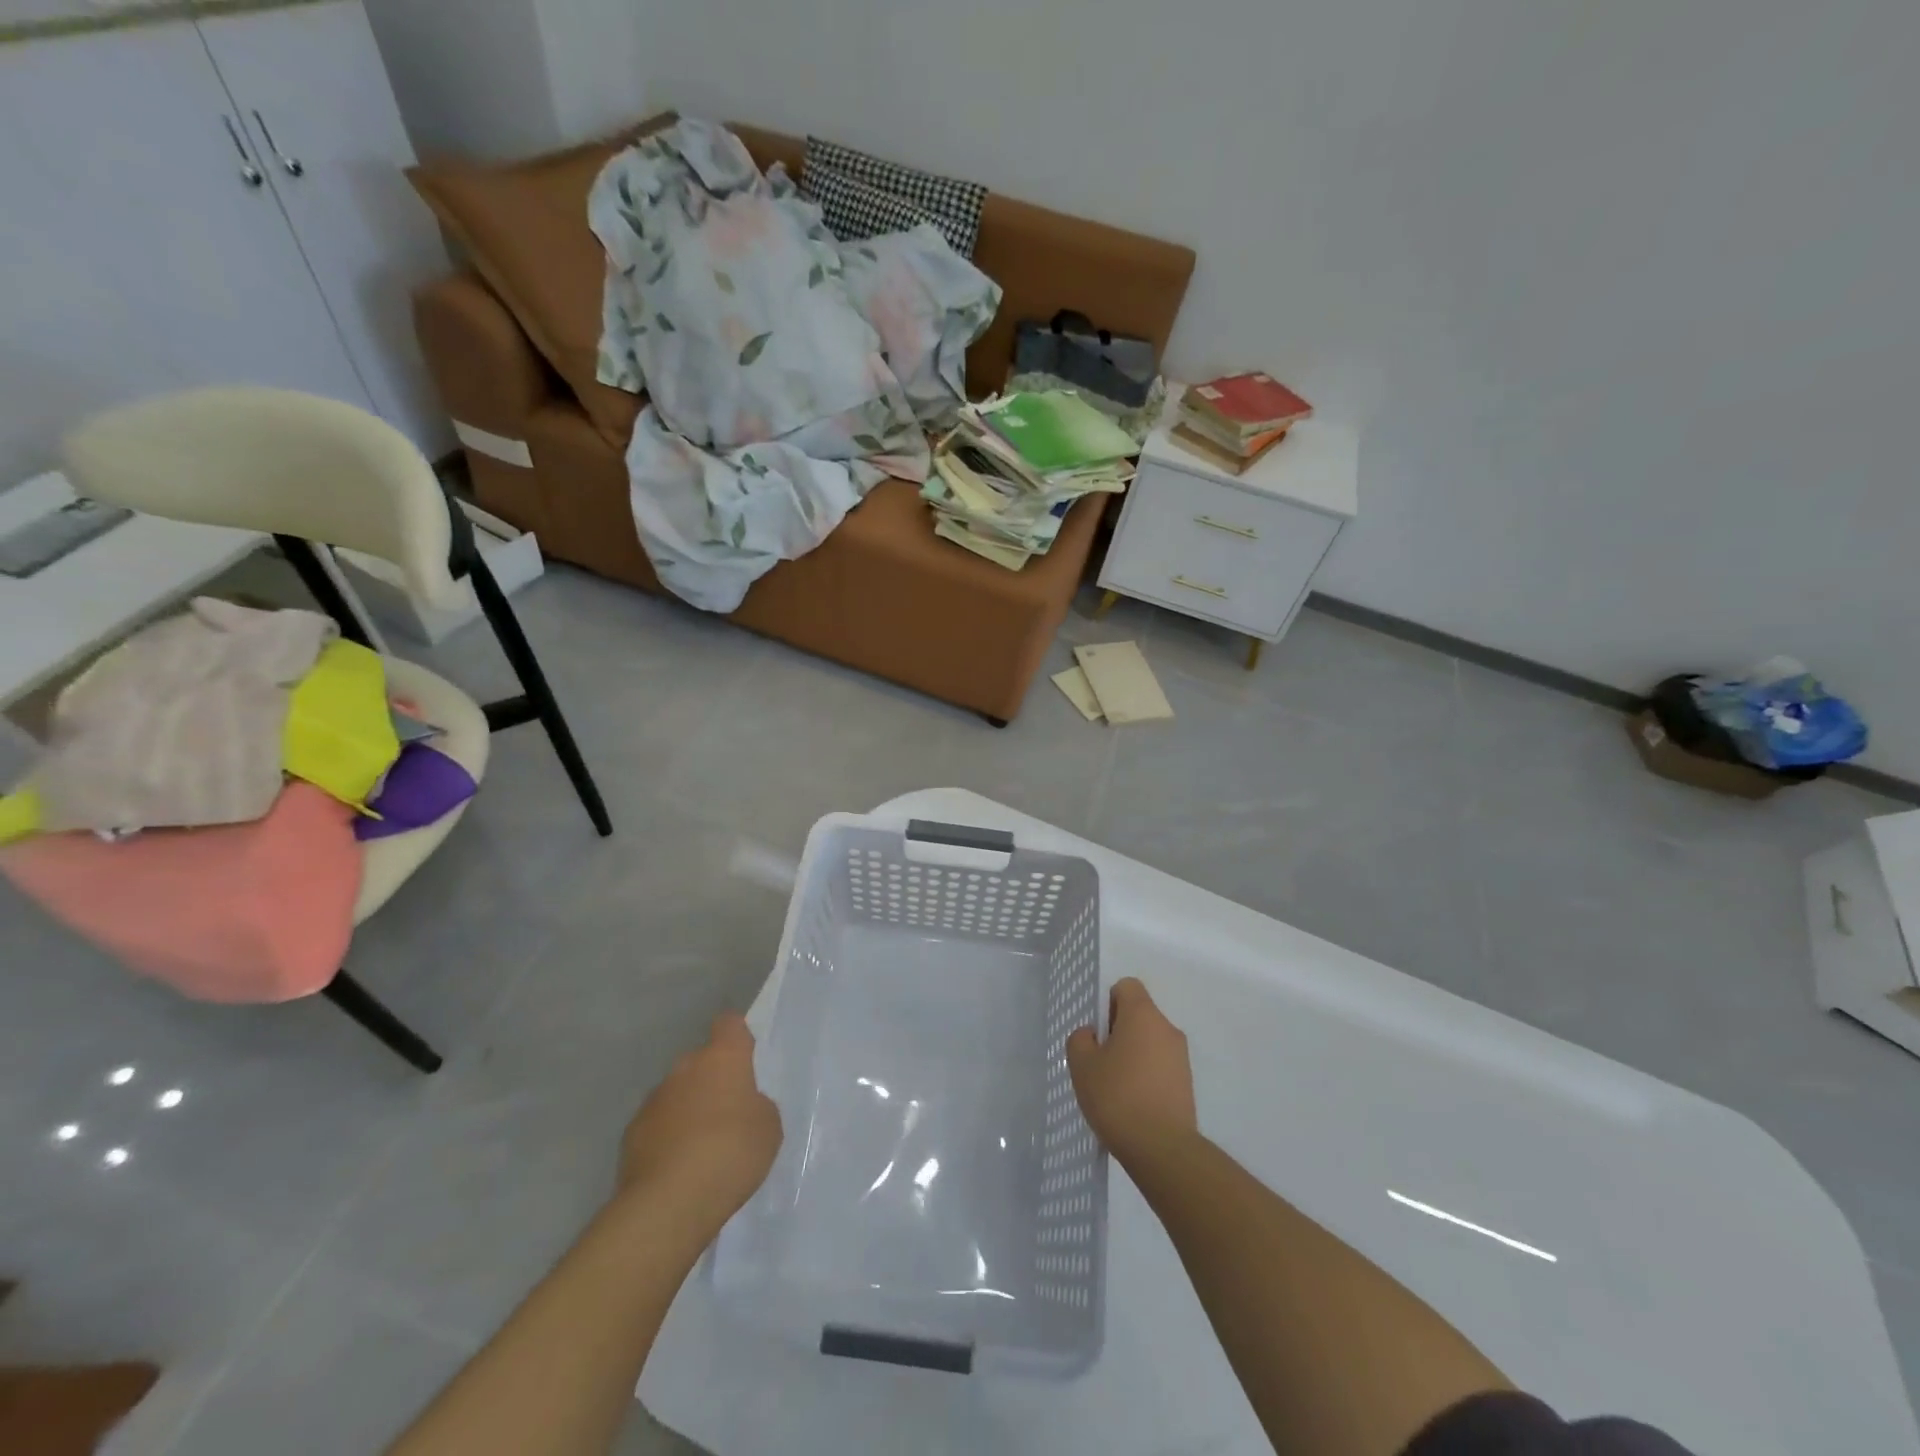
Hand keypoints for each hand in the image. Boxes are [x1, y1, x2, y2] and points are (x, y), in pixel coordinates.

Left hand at [616, 1011, 782, 1226]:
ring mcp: (654, 1100)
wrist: (668, 1203)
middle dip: (712, 1081)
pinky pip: (657, 1125)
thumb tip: (741, 1107)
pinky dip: (667, 1138)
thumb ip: (757, 1106)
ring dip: (688, 1110)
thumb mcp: (768, 1128)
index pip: (729, 1024)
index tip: (745, 1056)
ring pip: (677, 1094)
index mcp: (723, 1058)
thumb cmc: (730, 1154)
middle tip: (728, 1114)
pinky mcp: (631, 1134)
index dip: (737, 1036)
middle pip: (701, 1062)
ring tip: (702, 1149)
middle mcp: (685, 1068)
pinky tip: (678, 1168)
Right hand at [1065, 977, 1196, 1167]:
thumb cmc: (1117, 1097)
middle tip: (1100, 1061)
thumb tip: (1092, 1035)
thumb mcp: (1082, 1065)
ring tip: (1115, 1087)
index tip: (1098, 1032)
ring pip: (1150, 1042)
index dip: (1108, 1002)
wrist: (1162, 1149)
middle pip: (1139, 1015)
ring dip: (1133, 1055)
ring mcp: (1181, 1057)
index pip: (1126, 986)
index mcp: (1143, 1014)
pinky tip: (1132, 1104)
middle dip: (1118, 1031)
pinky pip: (1161, 1066)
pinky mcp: (1188, 1084)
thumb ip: (1081, 1040)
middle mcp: (1167, 1028)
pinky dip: (1146, 1076)